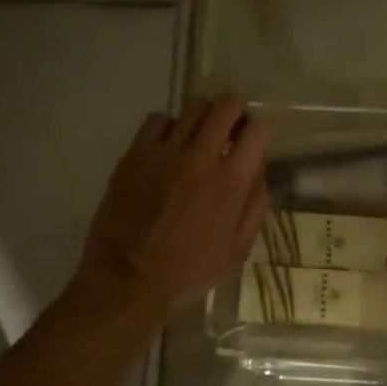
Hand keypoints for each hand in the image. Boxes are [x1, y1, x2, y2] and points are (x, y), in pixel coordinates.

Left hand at [76, 96, 268, 318]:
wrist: (128, 280)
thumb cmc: (189, 272)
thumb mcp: (237, 251)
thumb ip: (254, 207)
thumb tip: (257, 172)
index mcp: (231, 183)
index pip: (256, 131)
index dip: (258, 132)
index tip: (252, 142)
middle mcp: (200, 157)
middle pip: (225, 105)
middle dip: (235, 111)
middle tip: (231, 128)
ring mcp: (164, 152)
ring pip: (193, 107)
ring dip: (204, 117)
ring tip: (199, 136)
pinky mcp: (135, 154)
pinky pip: (158, 120)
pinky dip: (169, 127)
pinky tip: (168, 147)